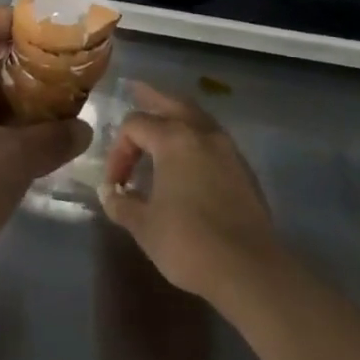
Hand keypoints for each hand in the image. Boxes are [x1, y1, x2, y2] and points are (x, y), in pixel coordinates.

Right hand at [99, 83, 282, 304]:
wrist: (249, 269)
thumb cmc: (188, 243)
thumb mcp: (144, 226)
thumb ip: (122, 204)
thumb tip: (110, 193)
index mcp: (174, 139)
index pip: (135, 125)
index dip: (118, 150)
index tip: (116, 184)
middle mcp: (202, 134)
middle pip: (172, 103)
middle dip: (151, 98)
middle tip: (135, 89)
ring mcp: (228, 150)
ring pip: (197, 117)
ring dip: (177, 115)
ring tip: (162, 120)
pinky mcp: (243, 170)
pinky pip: (213, 138)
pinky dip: (195, 135)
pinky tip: (188, 155)